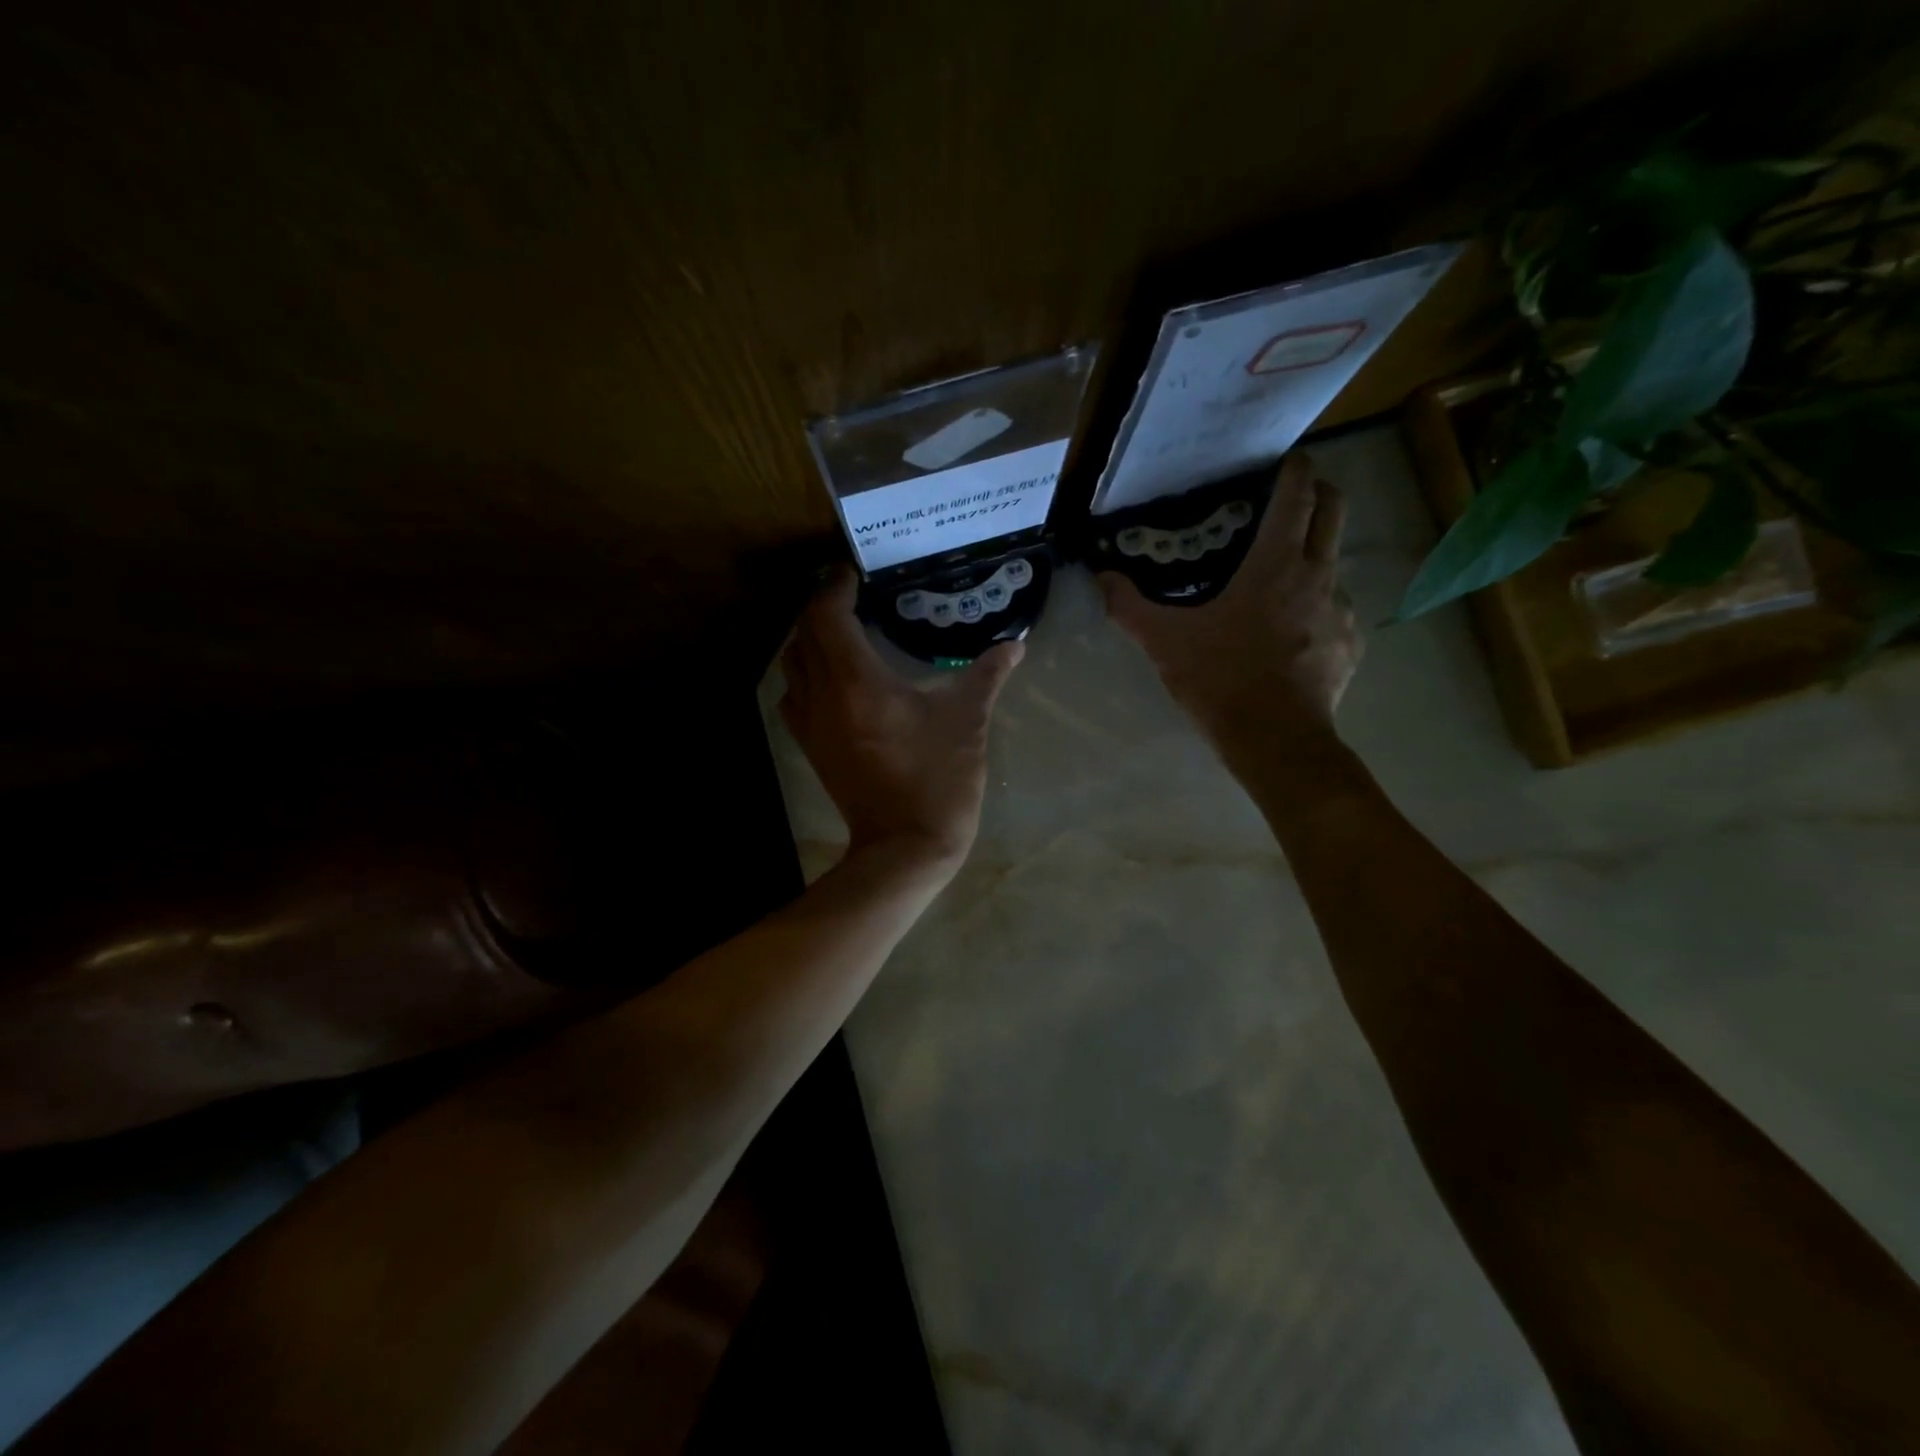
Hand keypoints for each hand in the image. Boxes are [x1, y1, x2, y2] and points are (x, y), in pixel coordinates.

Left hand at [780, 567, 1022, 867]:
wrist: (905, 848)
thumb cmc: (938, 780)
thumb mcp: (967, 722)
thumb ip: (987, 675)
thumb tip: (1015, 644)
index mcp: (858, 682)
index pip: (828, 614)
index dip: (836, 586)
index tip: (855, 573)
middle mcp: (823, 696)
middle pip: (803, 633)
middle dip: (822, 606)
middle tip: (853, 595)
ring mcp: (810, 725)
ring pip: (792, 663)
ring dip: (809, 638)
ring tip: (842, 629)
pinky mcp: (810, 747)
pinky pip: (793, 695)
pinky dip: (805, 673)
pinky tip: (833, 677)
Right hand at [1099, 453, 1361, 742]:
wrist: (1276, 739)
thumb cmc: (1221, 679)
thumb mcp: (1166, 642)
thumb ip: (1129, 607)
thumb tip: (1101, 577)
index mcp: (1276, 563)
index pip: (1297, 496)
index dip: (1295, 470)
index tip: (1287, 460)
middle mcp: (1318, 575)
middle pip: (1334, 511)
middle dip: (1320, 493)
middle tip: (1294, 498)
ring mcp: (1341, 610)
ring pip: (1335, 563)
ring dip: (1315, 556)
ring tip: (1283, 578)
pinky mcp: (1351, 643)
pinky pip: (1337, 610)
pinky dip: (1318, 606)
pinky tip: (1294, 632)